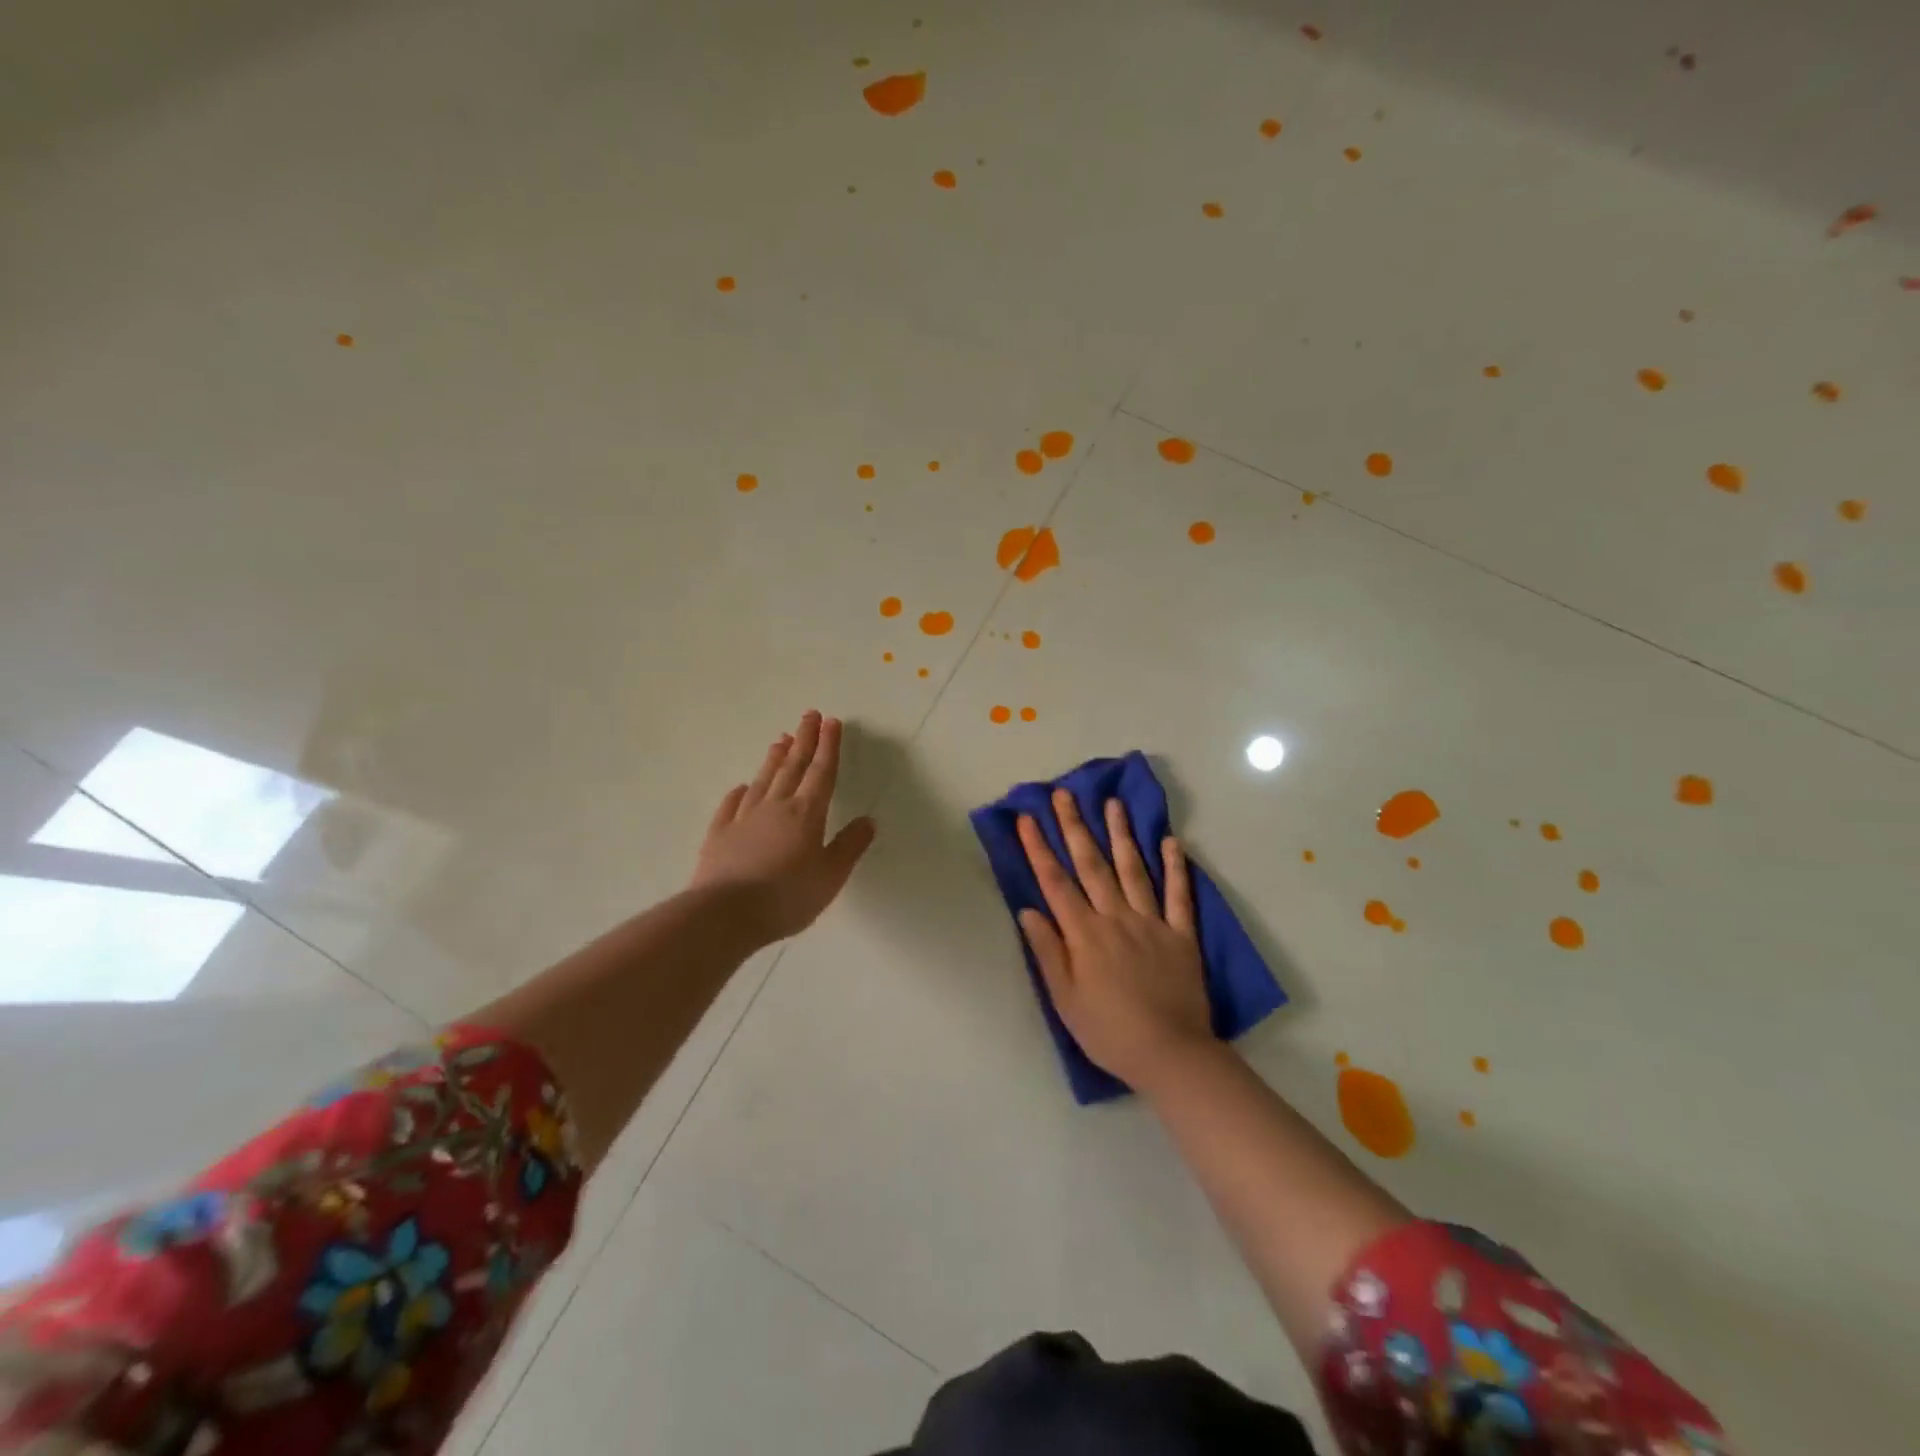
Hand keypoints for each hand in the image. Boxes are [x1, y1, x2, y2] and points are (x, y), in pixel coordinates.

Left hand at [691, 712, 876, 944]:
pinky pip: (732, 805)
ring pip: (763, 780)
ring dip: (774, 758)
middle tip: (809, 715)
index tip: (832, 722)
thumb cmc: (787, 897)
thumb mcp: (831, 876)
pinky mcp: (719, 834)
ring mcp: (744, 818)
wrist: (725, 914)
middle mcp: (776, 807)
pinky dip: (740, 792)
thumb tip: (867, 820)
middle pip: (792, 767)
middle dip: (804, 740)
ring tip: (781, 738)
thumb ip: (849, 846)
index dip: (829, 746)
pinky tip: (742, 786)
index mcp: (806, 814)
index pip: (822, 772)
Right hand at [1016, 791, 1212, 1090]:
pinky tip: (1172, 842)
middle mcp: (1116, 917)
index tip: (1027, 819)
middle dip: (1074, 827)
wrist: (1170, 1054)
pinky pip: (1179, 895)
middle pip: (1091, 865)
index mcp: (1084, 934)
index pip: (1055, 882)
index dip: (1038, 849)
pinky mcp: (1181, 935)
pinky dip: (1176, 867)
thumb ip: (1047, 951)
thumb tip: (1028, 910)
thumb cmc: (1109, 1032)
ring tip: (1113, 803)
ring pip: (1133, 869)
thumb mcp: (1065, 999)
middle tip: (1065, 794)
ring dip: (1121, 834)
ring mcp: (1151, 922)